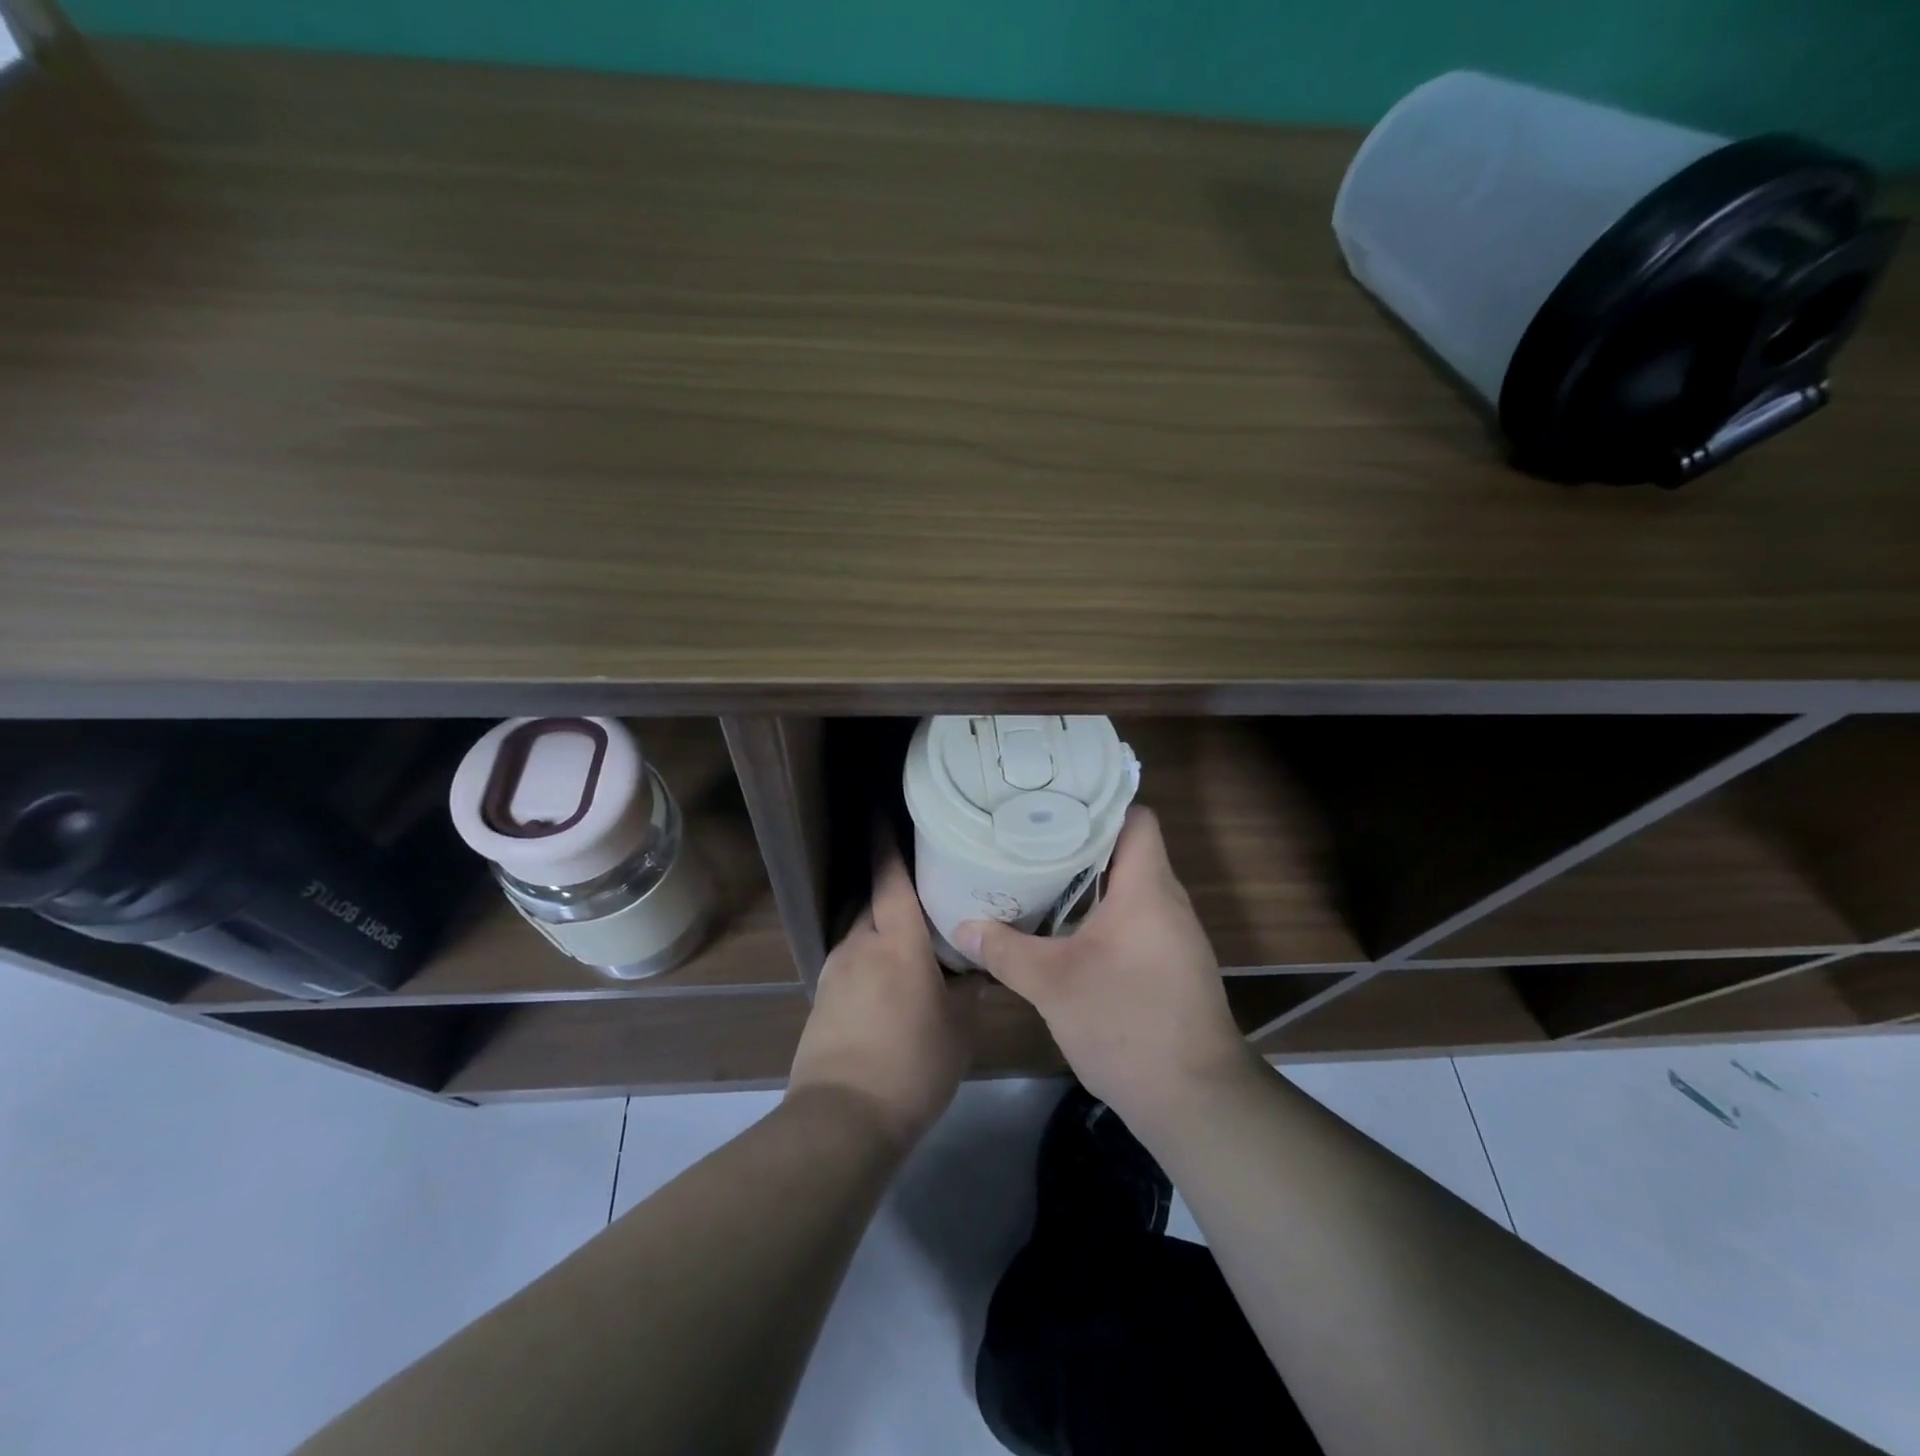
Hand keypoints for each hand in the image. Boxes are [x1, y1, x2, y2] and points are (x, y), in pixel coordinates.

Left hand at [787, 846, 978, 1149]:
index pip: (891, 877)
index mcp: (897, 942)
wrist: (843, 1119)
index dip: (885, 840)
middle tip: (923, 883)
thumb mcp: (959, 1029)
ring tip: (910, 938)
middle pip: (872, 900)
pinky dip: (870, 958)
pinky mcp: (822, 998)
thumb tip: (977, 968)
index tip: (881, 809)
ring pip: (860, 931)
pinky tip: (888, 982)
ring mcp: (834, 971)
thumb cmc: (913, 1066)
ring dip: (881, 926)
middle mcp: (859, 944)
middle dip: (891, 887)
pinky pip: (850, 960)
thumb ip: (968, 990)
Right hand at [953, 806, 1254, 1131]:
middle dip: (1080, 843)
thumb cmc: (1126, 1022)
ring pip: (1131, 887)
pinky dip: (1104, 914)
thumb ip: (1005, 951)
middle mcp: (1168, 901)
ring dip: (1091, 882)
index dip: (1098, 805)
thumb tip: (962, 927)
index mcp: (1147, 888)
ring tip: (1040, 876)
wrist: (1194, 1099)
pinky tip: (1068, 930)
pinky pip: (1137, 918)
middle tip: (1030, 838)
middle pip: (1128, 849)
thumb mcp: (1053, 985)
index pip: (1135, 818)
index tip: (1053, 805)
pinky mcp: (1173, 963)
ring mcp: (1175, 935)